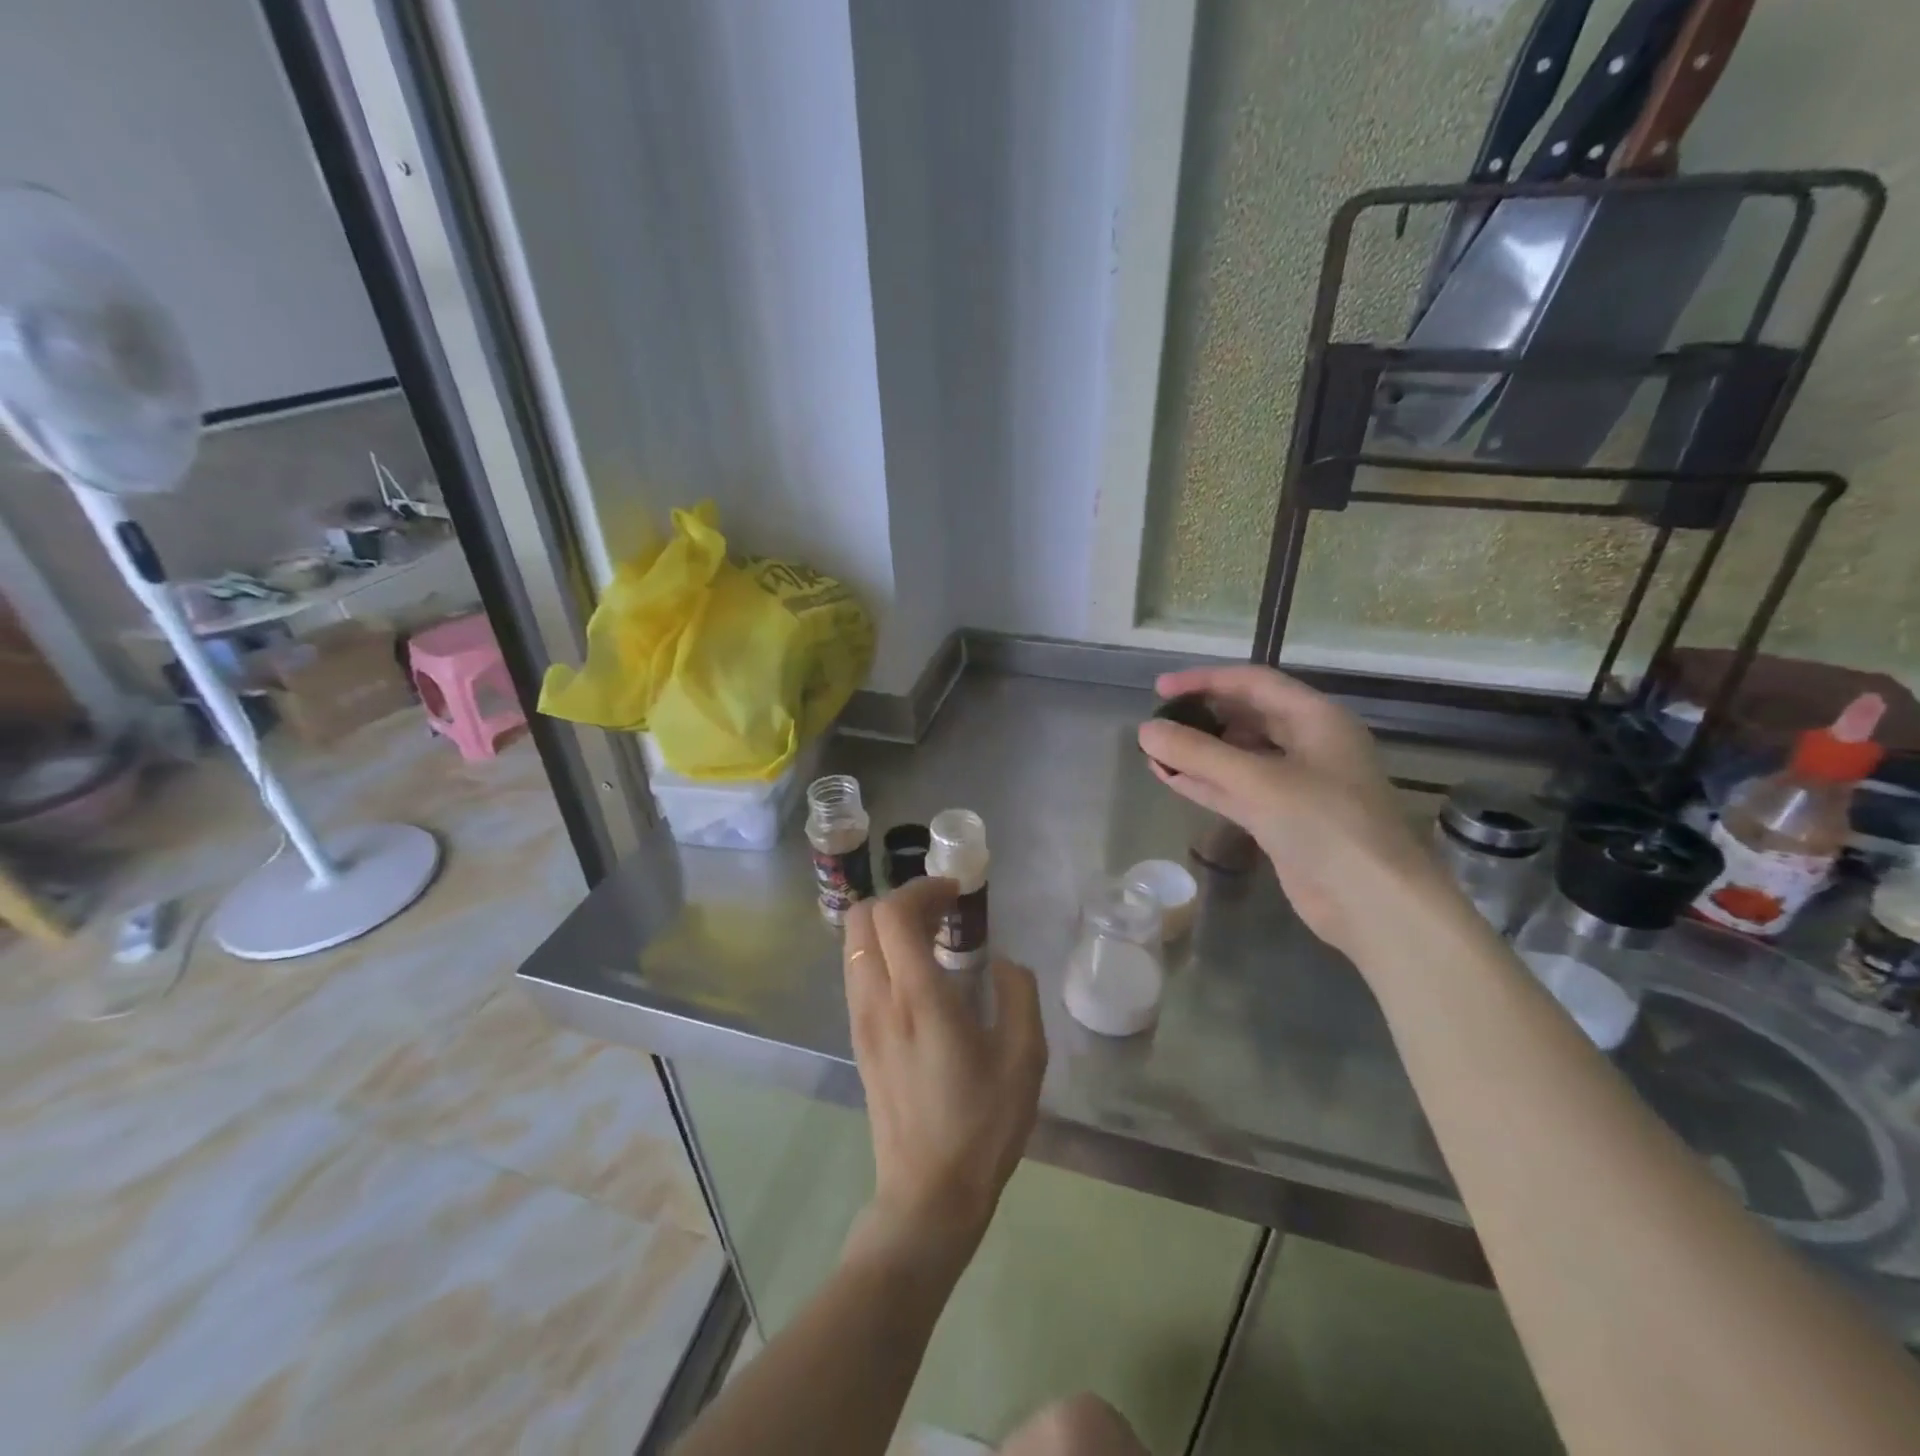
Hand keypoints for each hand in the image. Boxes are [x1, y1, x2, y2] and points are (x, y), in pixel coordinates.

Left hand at [842, 878, 1047, 1275]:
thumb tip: (1002, 963)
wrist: (929, 1194)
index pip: (895, 914)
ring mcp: (861, 1019)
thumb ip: (1018, 994)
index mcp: (918, 998)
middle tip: (942, 910)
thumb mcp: (1024, 1057)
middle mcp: (878, 999)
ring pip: (854, 943)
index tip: (956, 892)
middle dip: (900, 900)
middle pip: (862, 918)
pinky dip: (881, 952)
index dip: (922, 888)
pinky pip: (857, 971)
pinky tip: (917, 975)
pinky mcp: (858, 1038)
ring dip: (888, 926)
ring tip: (931, 939)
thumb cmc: (982, 1125)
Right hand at [1137, 665, 1452, 960]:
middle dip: (1201, 717)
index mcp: (1316, 719)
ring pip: (1238, 756)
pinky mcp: (1282, 819)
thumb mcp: (1258, 781)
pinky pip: (1237, 790)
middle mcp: (1308, 744)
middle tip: (1157, 723)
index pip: (1253, 683)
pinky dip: (1205, 782)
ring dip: (1198, 753)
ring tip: (1154, 751)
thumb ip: (1198, 753)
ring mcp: (1296, 784)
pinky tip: (1170, 778)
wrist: (1372, 901)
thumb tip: (1145, 730)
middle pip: (1246, 717)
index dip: (1205, 681)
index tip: (1161, 689)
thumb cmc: (1325, 824)